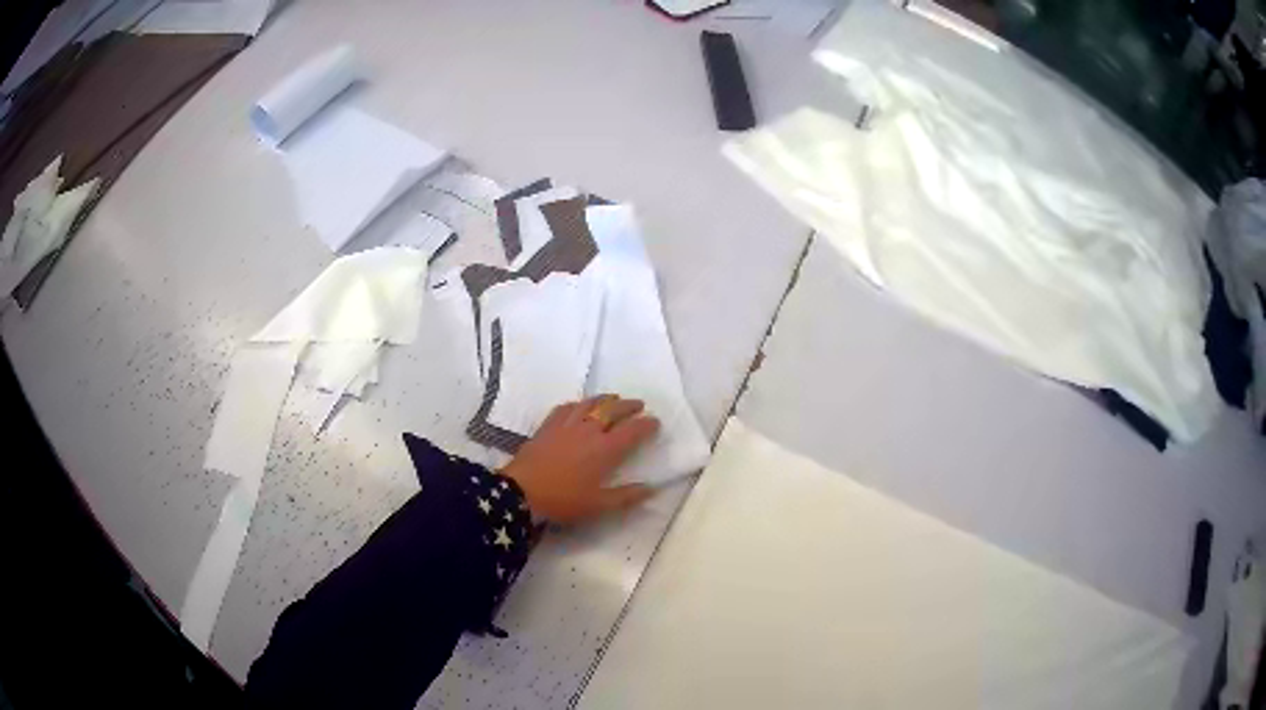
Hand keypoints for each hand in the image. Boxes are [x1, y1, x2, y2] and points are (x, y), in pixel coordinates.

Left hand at [500, 395, 659, 524]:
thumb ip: (627, 497)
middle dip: (628, 406)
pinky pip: (566, 407)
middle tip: (638, 405)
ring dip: (605, 399)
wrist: (522, 492)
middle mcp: (589, 430)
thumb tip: (651, 489)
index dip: (646, 424)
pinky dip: (578, 404)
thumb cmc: (563, 500)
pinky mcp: (548, 425)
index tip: (655, 422)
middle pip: (613, 410)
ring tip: (613, 399)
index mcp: (605, 449)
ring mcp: (566, 425)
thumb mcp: (599, 506)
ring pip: (590, 403)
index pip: (632, 430)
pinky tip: (578, 406)